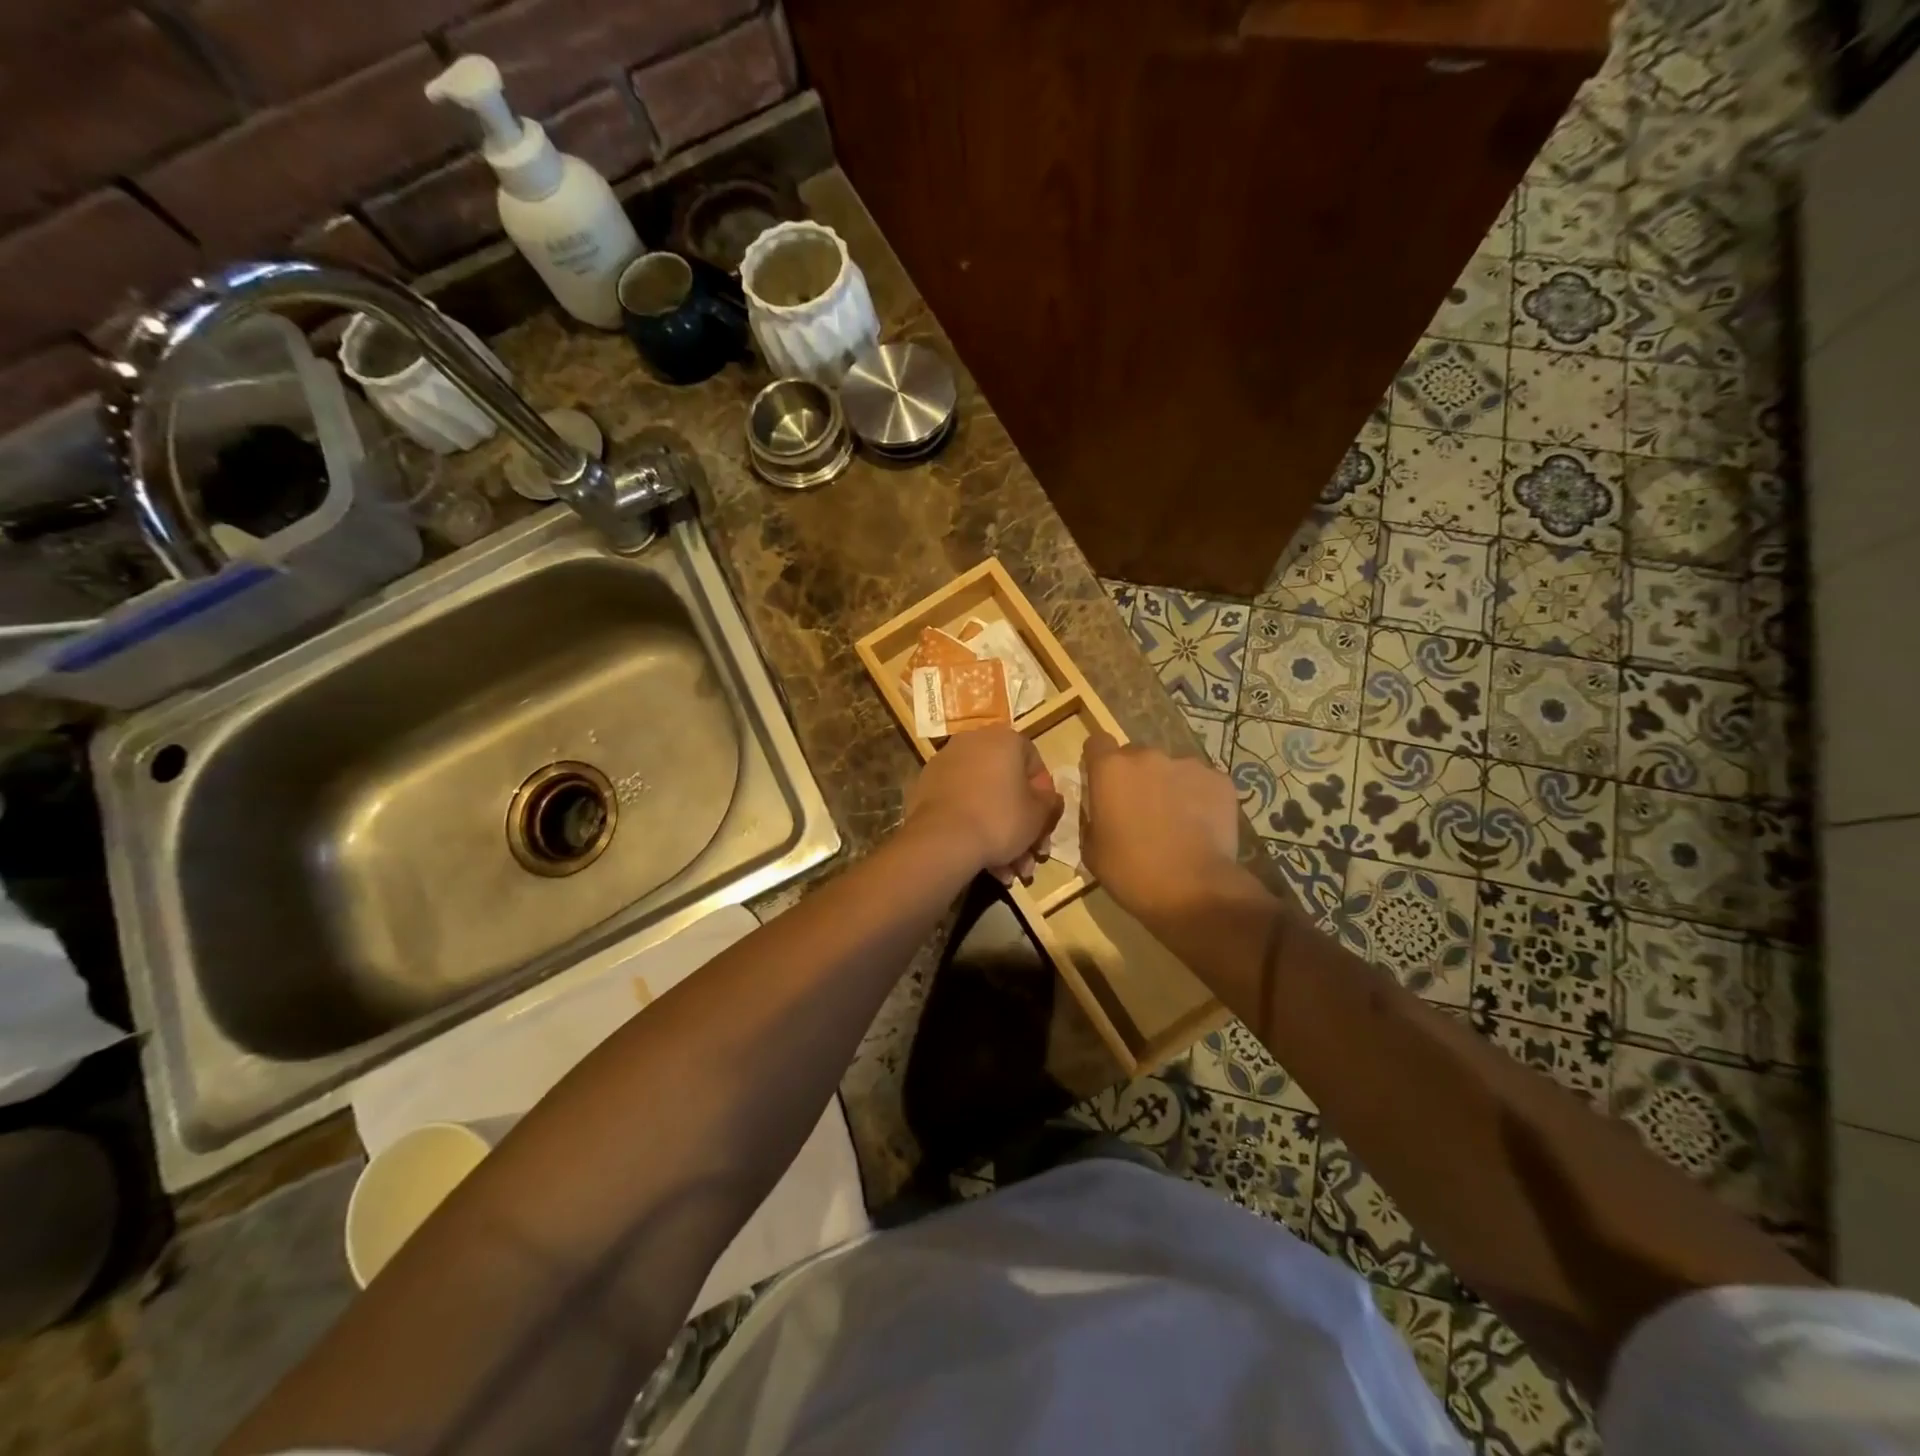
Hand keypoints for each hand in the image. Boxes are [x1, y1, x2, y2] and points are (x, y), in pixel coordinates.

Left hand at [905, 726, 1063, 882]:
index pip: (1034, 762)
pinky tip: (985, 863)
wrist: (943, 840)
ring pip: (983, 800)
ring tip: (1008, 871)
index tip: (1044, 822)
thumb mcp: (1039, 814)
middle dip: (1022, 825)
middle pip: (1007, 786)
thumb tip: (1048, 799)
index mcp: (1004, 739)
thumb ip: (1050, 802)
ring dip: (1000, 836)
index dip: (1044, 796)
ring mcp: (945, 764)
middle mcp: (972, 742)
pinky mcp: (926, 788)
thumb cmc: (1000, 819)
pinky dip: (973, 829)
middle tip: (1029, 856)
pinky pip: (960, 806)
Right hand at [1080, 731, 1243, 927]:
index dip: (1098, 762)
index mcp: (1110, 769)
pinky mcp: (1219, 780)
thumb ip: (1093, 818)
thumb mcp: (1092, 850)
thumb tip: (1102, 811)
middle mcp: (1147, 756)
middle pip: (1136, 757)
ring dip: (1168, 787)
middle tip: (1140, 812)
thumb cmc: (1132, 872)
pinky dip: (1198, 798)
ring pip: (1171, 769)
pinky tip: (1200, 827)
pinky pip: (1201, 783)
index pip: (1097, 743)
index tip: (1102, 784)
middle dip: (1135, 777)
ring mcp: (1187, 765)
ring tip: (1176, 822)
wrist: (1195, 891)